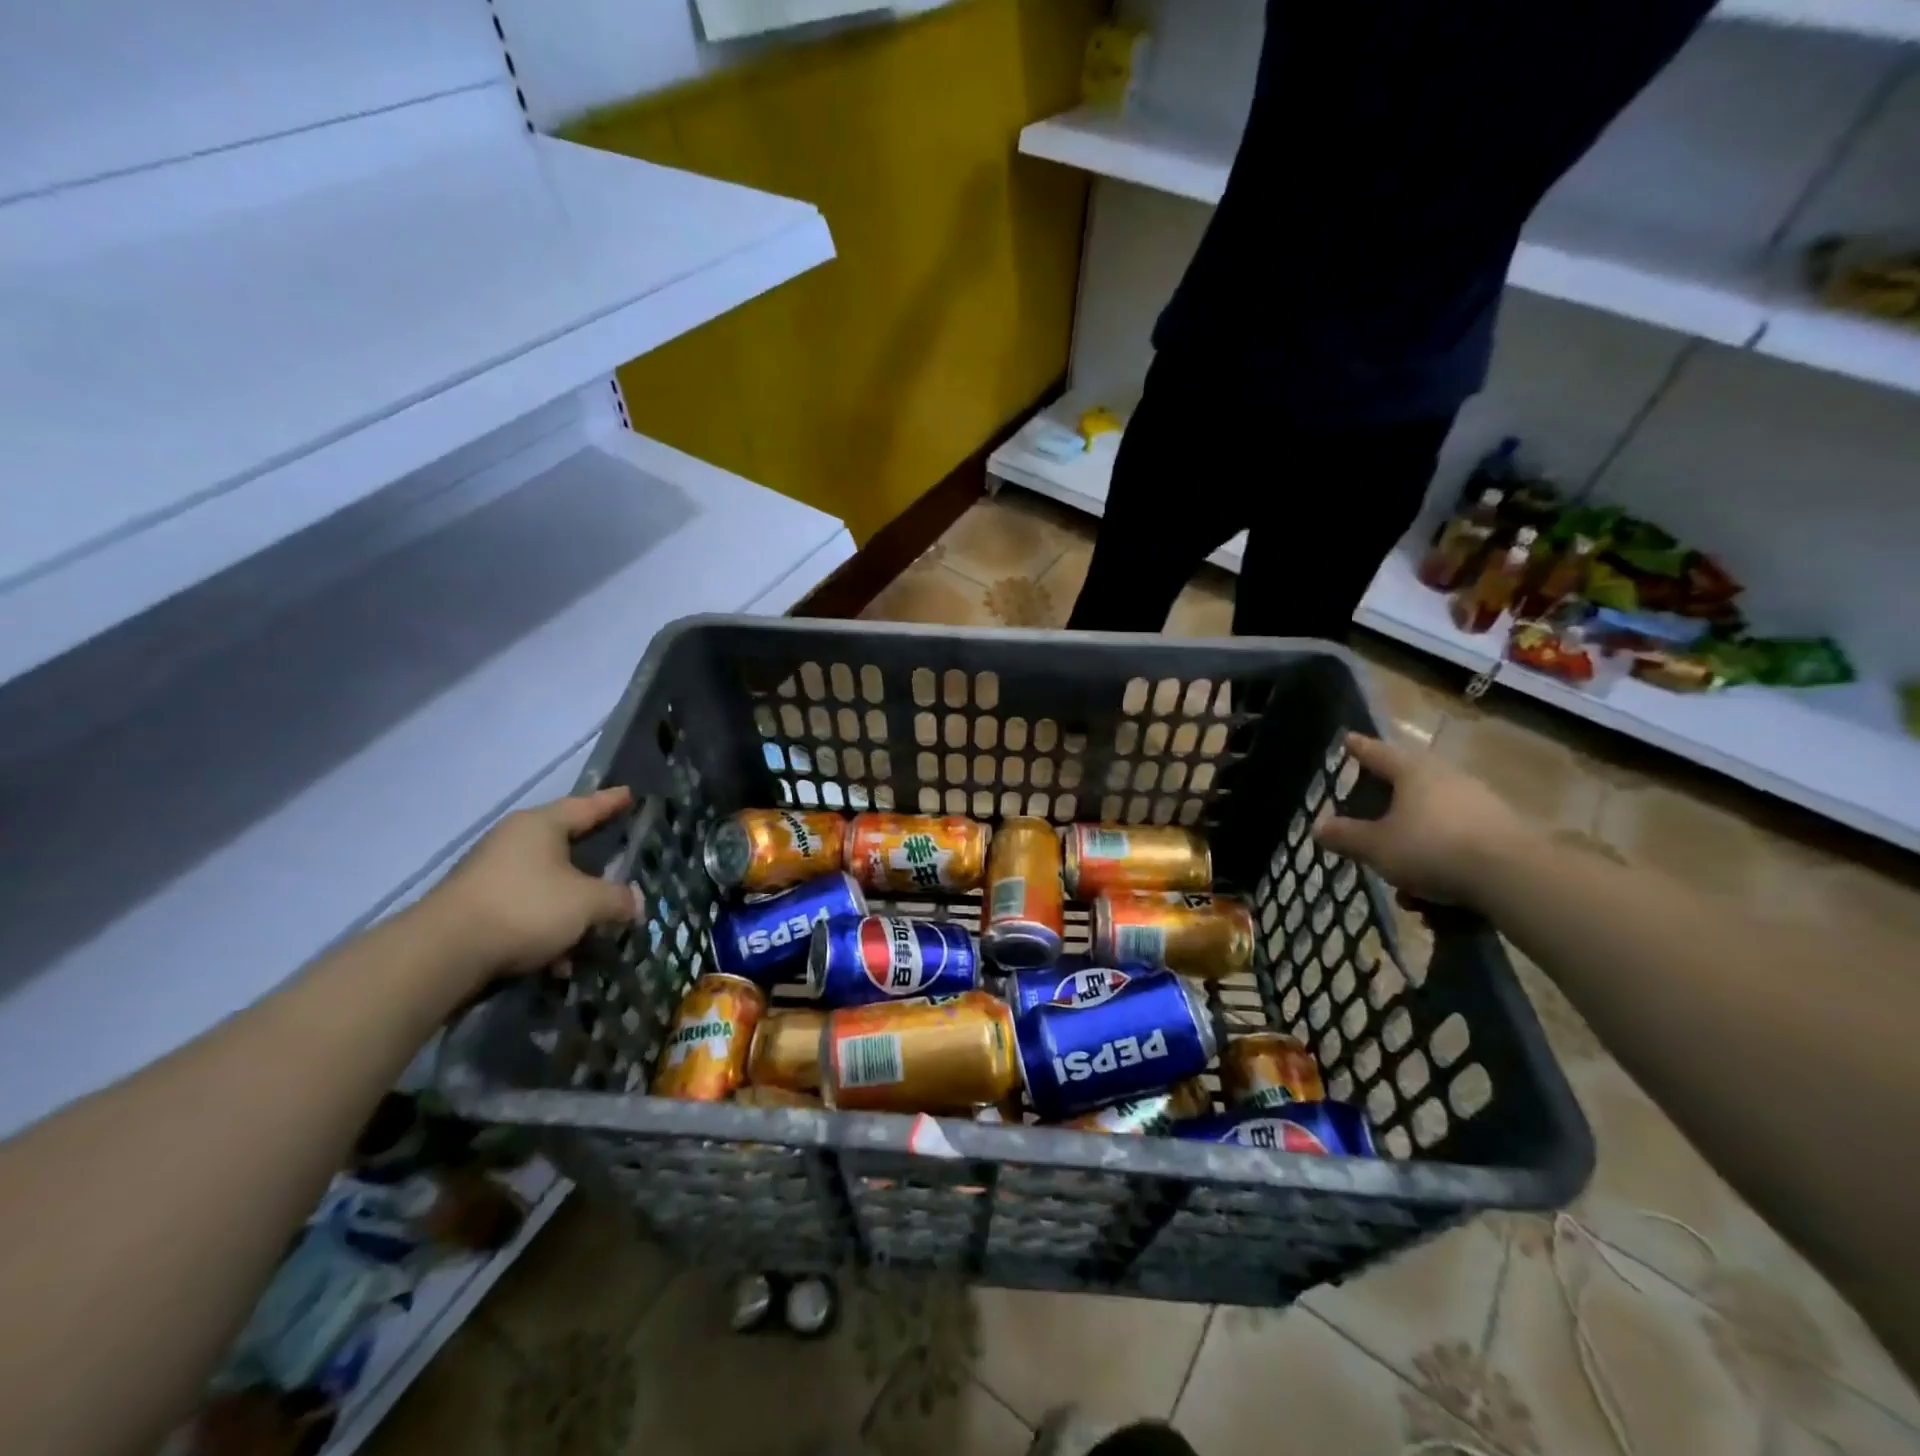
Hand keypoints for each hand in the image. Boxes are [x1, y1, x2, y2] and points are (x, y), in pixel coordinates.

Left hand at [421, 787, 641, 978]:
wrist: (443, 954)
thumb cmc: (525, 908)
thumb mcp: (586, 903)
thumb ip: (617, 899)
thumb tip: (635, 902)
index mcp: (540, 826)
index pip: (586, 806)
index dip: (611, 802)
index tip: (629, 793)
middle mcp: (513, 842)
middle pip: (564, 845)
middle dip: (592, 859)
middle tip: (617, 856)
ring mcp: (490, 874)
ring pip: (546, 884)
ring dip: (571, 906)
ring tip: (596, 928)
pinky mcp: (476, 907)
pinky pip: (525, 910)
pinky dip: (546, 928)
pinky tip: (559, 960)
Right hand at [1312, 733, 1532, 908]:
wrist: (1515, 877)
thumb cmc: (1433, 849)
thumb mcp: (1377, 847)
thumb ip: (1346, 836)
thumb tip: (1318, 826)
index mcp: (1413, 772)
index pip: (1378, 753)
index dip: (1359, 748)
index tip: (1347, 740)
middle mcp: (1447, 778)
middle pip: (1409, 781)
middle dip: (1386, 799)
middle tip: (1368, 808)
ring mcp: (1479, 802)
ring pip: (1433, 815)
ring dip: (1412, 840)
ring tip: (1399, 876)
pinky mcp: (1501, 830)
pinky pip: (1457, 838)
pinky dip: (1439, 858)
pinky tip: (1432, 893)